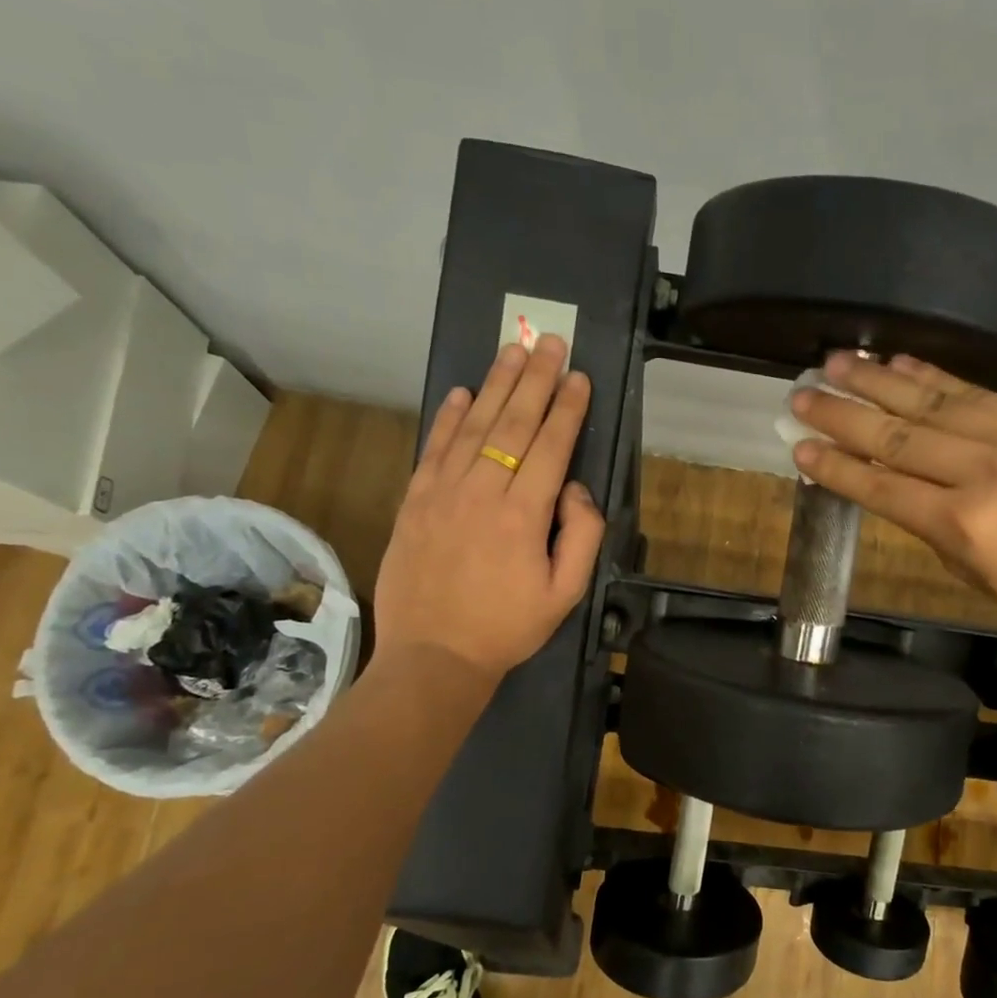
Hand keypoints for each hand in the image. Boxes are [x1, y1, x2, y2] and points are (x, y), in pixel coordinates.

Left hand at [374, 336, 605, 676]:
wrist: (433, 657)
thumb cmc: (507, 628)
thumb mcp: (565, 593)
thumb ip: (582, 535)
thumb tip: (574, 488)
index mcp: (524, 516)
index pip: (551, 446)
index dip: (567, 407)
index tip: (579, 376)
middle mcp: (483, 492)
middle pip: (513, 423)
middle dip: (535, 378)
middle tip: (549, 340)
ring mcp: (442, 493)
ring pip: (474, 426)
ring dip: (495, 385)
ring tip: (512, 350)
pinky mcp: (414, 501)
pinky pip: (434, 448)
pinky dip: (448, 417)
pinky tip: (463, 392)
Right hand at [790, 353, 996, 648]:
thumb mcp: (978, 576)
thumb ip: (934, 528)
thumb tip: (898, 489)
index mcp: (963, 525)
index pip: (881, 487)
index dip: (836, 467)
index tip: (799, 448)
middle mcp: (983, 472)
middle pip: (895, 436)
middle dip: (841, 414)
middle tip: (799, 394)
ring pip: (930, 401)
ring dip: (877, 380)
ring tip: (836, 361)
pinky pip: (975, 391)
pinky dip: (932, 375)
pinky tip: (899, 362)